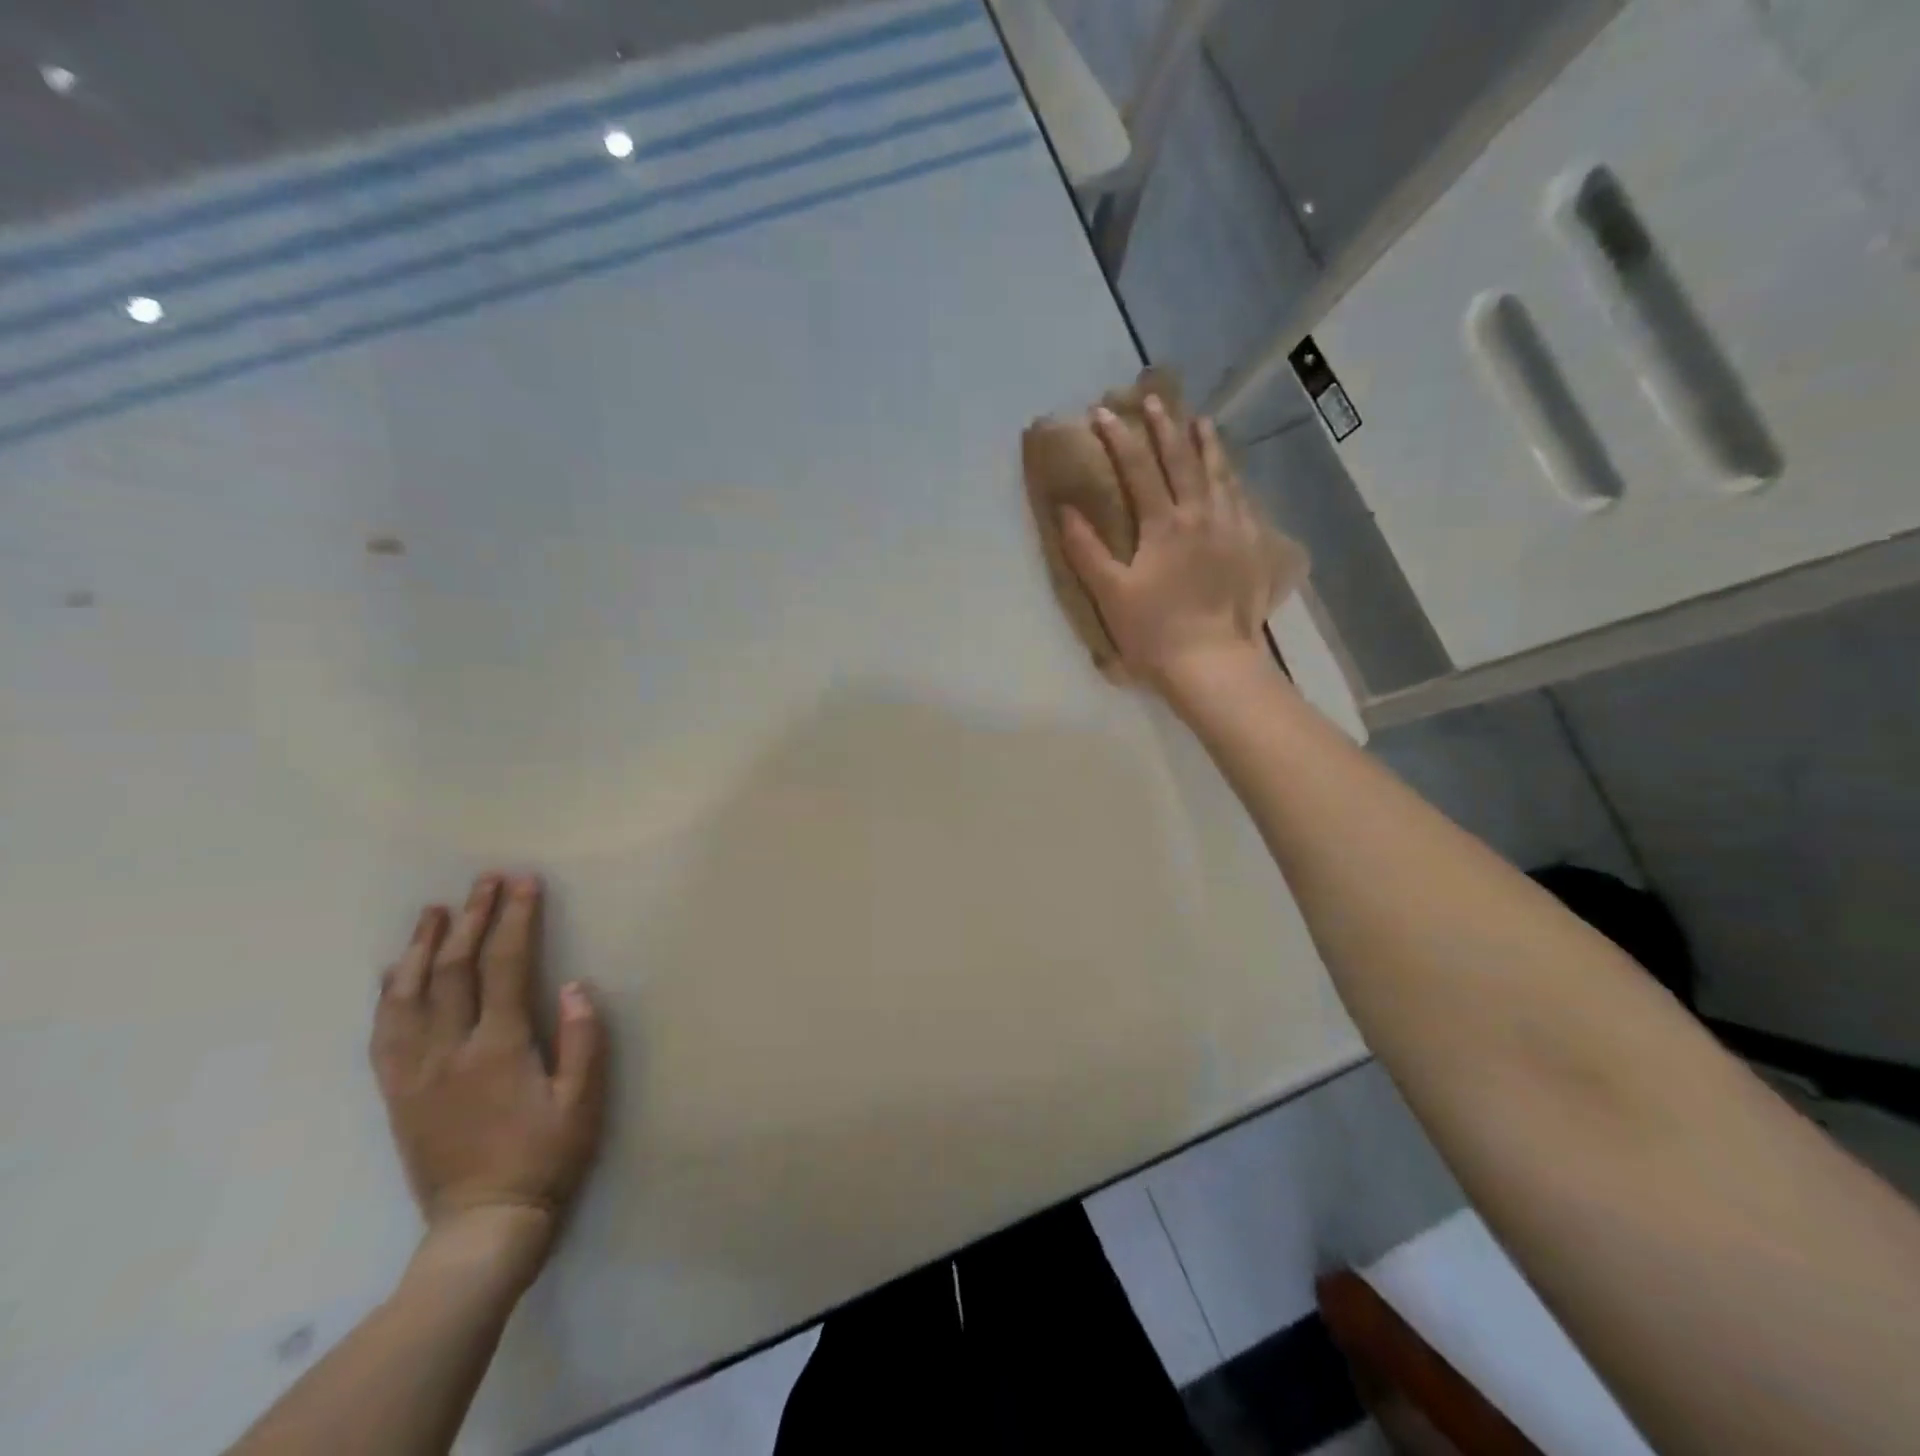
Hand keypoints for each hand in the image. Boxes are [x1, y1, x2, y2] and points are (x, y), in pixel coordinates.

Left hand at [370, 874, 605, 1275]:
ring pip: (409, 995)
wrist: (482, 1225)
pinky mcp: (397, 1094)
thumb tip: (575, 985)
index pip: (505, 966)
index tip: (524, 883)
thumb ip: (582, 1040)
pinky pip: (383, 1034)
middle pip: (454, 970)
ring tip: (435, 911)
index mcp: (498, 1047)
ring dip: (423, 947)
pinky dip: (387, 994)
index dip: (515, 919)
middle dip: (472, 919)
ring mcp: (414, 1072)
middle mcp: (448, 1051)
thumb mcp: (584, 1101)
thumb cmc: (546, 1157)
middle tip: (485, 881)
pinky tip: (393, 972)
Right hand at [1059, 397, 1281, 695]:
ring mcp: (1232, 528)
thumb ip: (1087, 549)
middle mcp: (1201, 515)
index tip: (1102, 413)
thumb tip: (1066, 509)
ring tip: (1201, 422)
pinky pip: (1243, 500)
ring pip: (1220, 475)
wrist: (1213, 662)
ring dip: (1207, 445)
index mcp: (1164, 525)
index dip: (1119, 439)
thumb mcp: (1110, 593)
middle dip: (1165, 428)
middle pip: (1183, 461)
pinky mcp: (1252, 547)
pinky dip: (1233, 479)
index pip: (1138, 470)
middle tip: (1154, 400)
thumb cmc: (1154, 631)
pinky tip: (1232, 476)